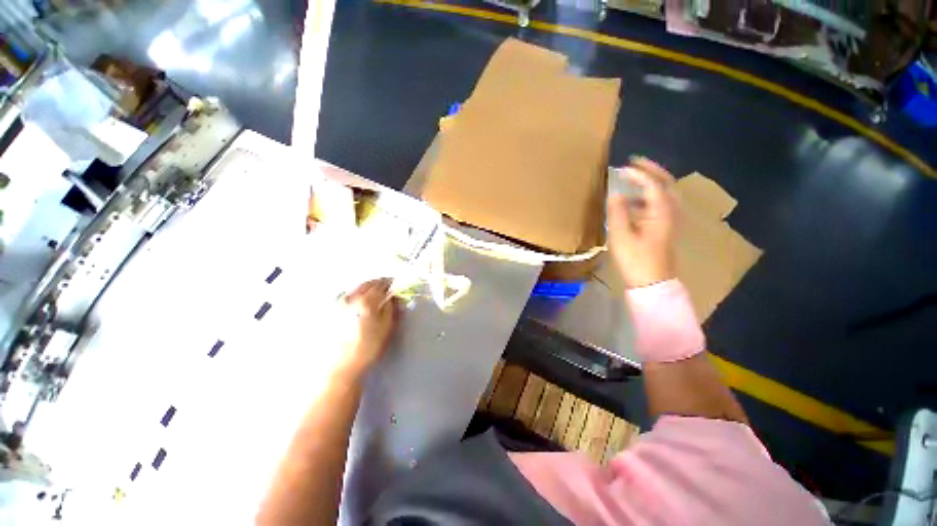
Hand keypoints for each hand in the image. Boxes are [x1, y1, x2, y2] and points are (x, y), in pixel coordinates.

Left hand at [335, 279, 398, 373]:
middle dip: (378, 283)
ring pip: (356, 288)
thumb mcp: (387, 327)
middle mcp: (350, 297)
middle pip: (367, 283)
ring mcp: (338, 303)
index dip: (390, 283)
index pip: (381, 284)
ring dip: (367, 288)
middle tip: (386, 288)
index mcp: (366, 301)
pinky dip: (356, 293)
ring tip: (374, 294)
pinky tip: (360, 302)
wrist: (341, 366)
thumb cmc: (368, 347)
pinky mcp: (331, 311)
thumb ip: (391, 307)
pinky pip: (347, 295)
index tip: (396, 284)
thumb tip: (393, 295)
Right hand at [607, 158, 677, 288]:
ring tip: (633, 178)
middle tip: (635, 163)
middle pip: (666, 184)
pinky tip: (633, 201)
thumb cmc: (636, 259)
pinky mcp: (664, 227)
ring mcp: (669, 220)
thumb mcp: (621, 235)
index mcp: (661, 212)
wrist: (652, 282)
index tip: (621, 169)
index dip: (637, 174)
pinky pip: (659, 204)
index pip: (652, 184)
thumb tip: (615, 193)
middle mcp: (670, 212)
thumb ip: (617, 212)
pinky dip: (648, 196)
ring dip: (650, 182)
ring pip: (664, 193)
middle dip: (651, 171)